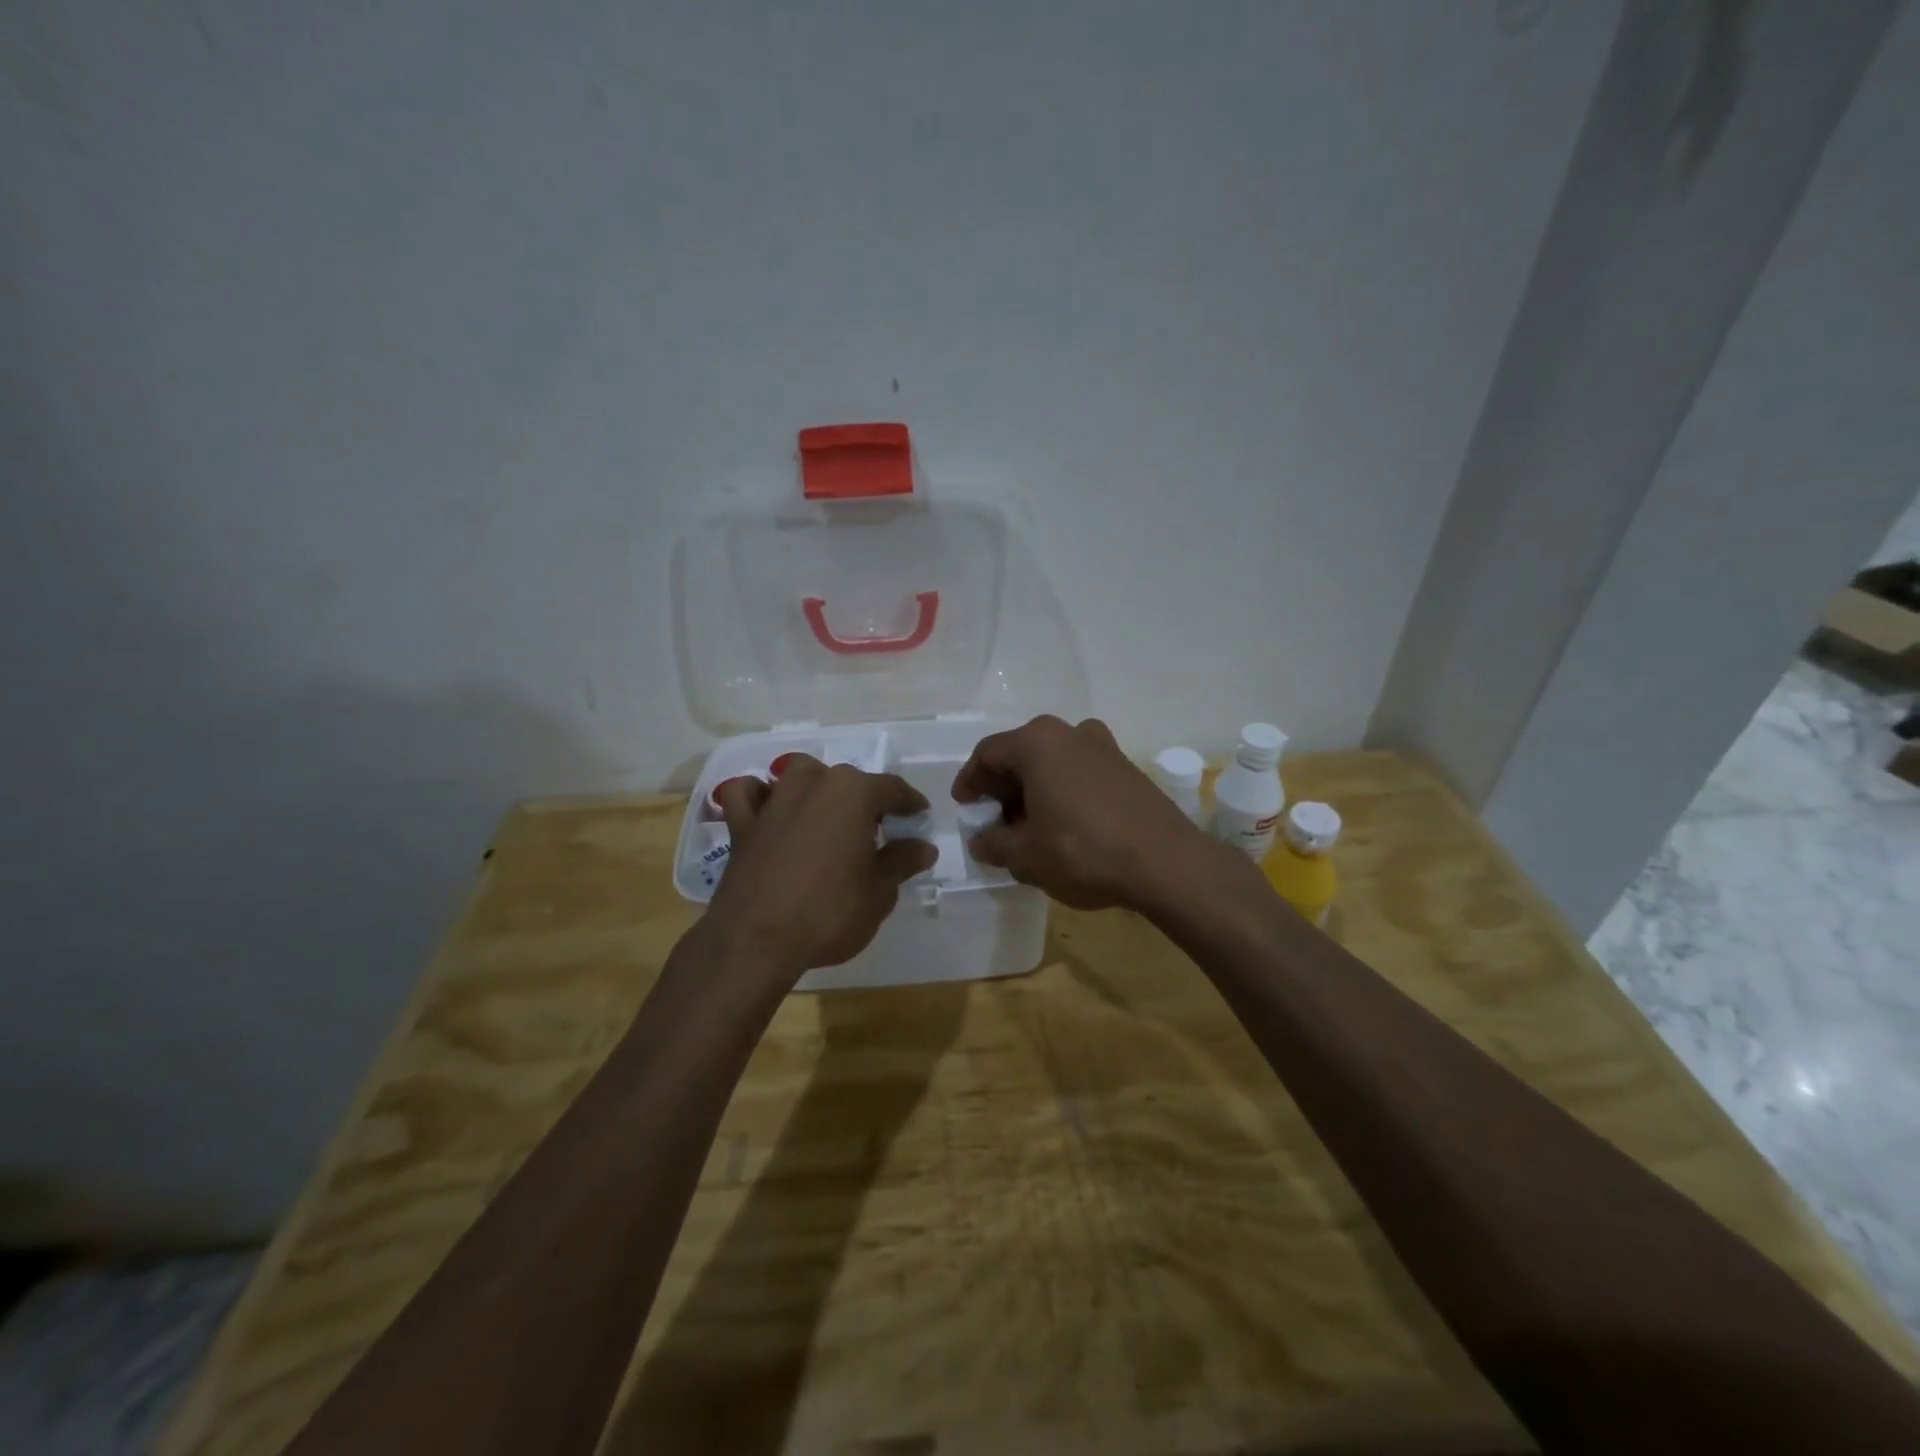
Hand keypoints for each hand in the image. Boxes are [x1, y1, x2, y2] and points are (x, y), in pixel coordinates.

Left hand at [707, 757, 937, 980]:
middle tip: (877, 832)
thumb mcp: (879, 892)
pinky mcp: (742, 823)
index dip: (910, 804)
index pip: (892, 788)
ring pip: (800, 775)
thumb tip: (923, 847)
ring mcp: (774, 800)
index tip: (919, 818)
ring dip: (817, 788)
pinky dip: (759, 797)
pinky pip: (748, 795)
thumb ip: (902, 861)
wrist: (755, 941)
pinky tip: (769, 811)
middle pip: (848, 781)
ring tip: (828, 818)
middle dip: (866, 801)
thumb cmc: (829, 912)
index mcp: (853, 792)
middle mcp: (813, 782)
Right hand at [951, 715, 1216, 910]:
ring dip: (1034, 790)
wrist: (1165, 862)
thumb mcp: (1025, 856)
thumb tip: (982, 840)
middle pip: (1022, 754)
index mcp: (1037, 742)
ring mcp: (1103, 747)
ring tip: (1028, 826)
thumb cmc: (1082, 851)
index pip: (988, 754)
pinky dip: (1062, 792)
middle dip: (1003, 787)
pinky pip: (1080, 772)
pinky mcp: (1127, 767)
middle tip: (994, 819)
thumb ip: (994, 844)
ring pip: (1053, 763)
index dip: (970, 781)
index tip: (964, 806)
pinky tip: (1063, 824)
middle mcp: (1070, 732)